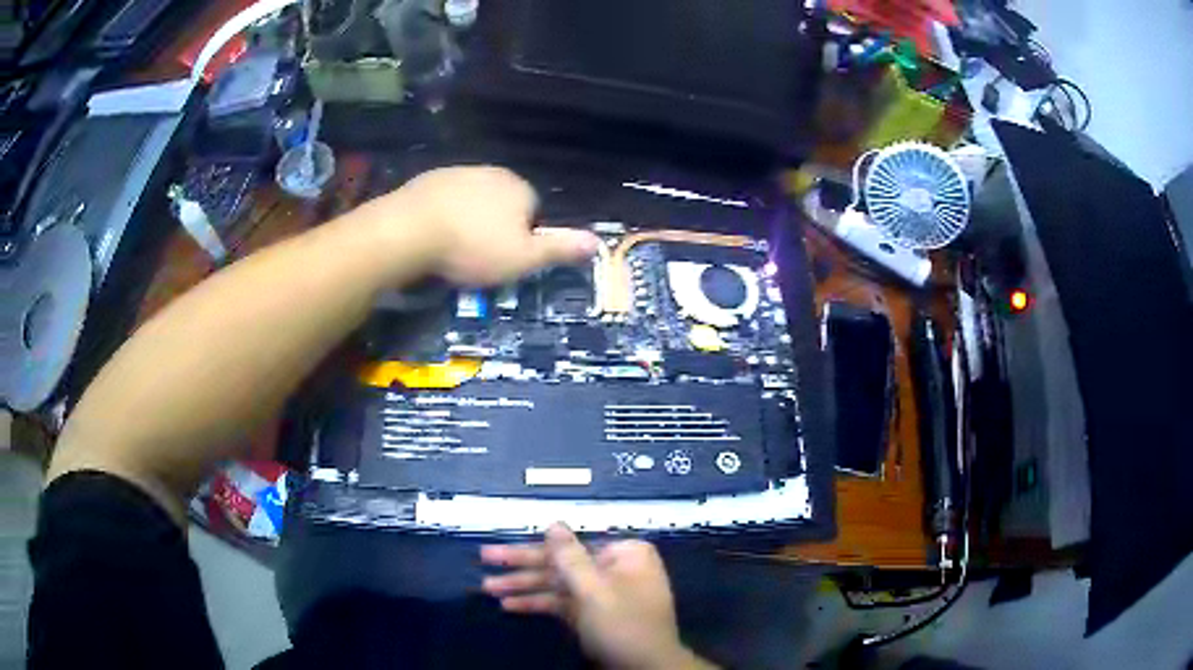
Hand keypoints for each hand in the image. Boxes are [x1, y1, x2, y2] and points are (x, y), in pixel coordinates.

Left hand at [373, 166, 599, 285]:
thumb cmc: (472, 247)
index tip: (504, 260)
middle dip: (495, 226)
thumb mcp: (523, 258)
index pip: (533, 212)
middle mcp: (493, 172)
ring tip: (452, 249)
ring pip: (473, 200)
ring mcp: (458, 172)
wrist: (409, 230)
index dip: (522, 238)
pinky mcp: (428, 179)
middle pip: (503, 204)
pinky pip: (445, 199)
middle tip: (478, 257)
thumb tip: (597, 242)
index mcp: (520, 188)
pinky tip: (432, 234)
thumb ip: (559, 249)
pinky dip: (443, 214)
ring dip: (468, 220)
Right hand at [481, 524, 712, 669]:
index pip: (569, 545)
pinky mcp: (594, 615)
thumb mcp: (594, 590)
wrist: (646, 669)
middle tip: (484, 559)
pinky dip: (538, 604)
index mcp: (624, 553)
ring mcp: (604, 593)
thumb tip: (554, 523)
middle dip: (521, 567)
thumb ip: (570, 557)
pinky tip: (508, 606)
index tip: (500, 550)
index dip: (531, 548)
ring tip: (486, 588)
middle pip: (561, 564)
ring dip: (524, 587)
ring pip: (558, 584)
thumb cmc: (623, 625)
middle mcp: (614, 568)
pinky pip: (563, 603)